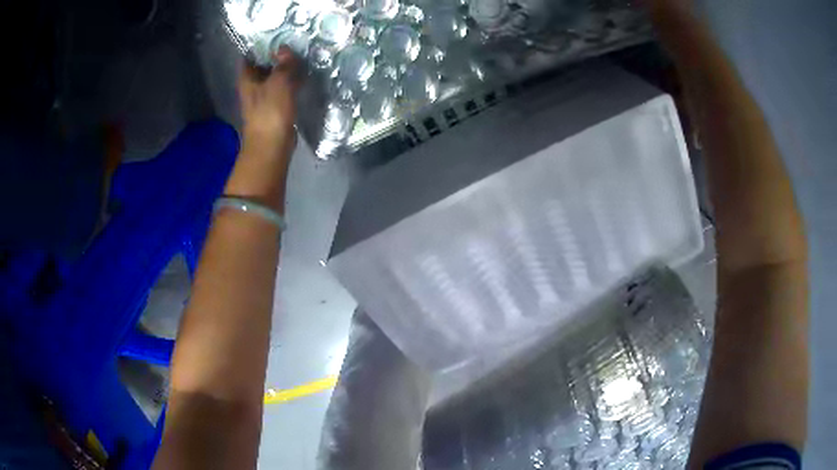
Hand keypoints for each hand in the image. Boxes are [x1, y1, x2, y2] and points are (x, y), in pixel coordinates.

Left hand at [238, 46, 300, 156]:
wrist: (272, 145)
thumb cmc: (270, 112)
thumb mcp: (279, 82)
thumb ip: (284, 64)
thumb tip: (285, 47)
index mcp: (247, 80)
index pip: (250, 56)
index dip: (261, 45)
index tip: (276, 34)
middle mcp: (253, 87)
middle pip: (263, 66)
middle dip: (276, 55)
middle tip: (294, 41)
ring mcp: (264, 98)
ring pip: (275, 77)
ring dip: (286, 69)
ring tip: (302, 55)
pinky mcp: (276, 108)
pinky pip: (284, 89)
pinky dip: (291, 82)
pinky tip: (304, 76)